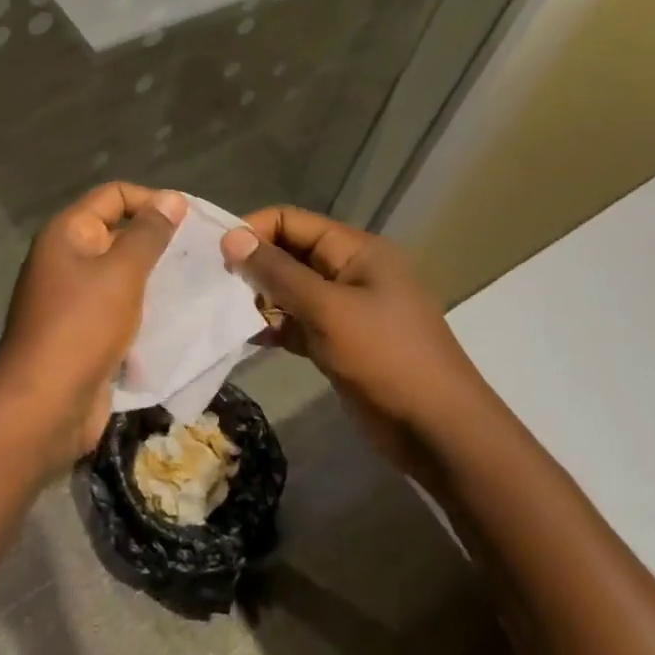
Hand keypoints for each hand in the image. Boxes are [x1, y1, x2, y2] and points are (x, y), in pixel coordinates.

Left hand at [0, 183, 185, 468]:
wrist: (43, 408)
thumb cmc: (81, 328)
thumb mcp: (121, 274)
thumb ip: (149, 234)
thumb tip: (172, 198)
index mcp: (67, 234)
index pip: (113, 195)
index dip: (151, 200)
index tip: (191, 220)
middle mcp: (66, 258)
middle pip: (118, 233)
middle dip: (158, 241)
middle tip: (203, 254)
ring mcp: (73, 298)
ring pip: (122, 274)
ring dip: (156, 278)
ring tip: (200, 283)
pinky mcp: (84, 332)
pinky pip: (120, 308)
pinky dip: (146, 309)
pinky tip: (180, 317)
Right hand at [221, 206, 478, 466]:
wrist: (441, 434)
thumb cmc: (387, 358)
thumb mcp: (327, 310)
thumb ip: (277, 272)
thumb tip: (231, 236)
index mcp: (356, 250)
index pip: (292, 221)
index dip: (254, 230)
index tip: (218, 254)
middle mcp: (350, 271)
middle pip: (290, 253)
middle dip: (254, 265)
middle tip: (214, 284)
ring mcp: (346, 308)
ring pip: (292, 290)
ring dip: (260, 298)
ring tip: (223, 311)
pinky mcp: (341, 342)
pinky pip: (299, 322)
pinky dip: (275, 326)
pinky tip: (246, 337)